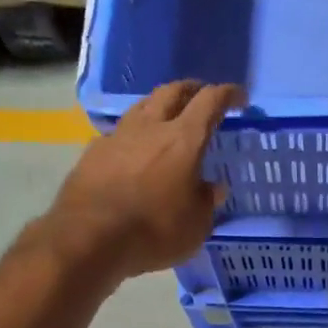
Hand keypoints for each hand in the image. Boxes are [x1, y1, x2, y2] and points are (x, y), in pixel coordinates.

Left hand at [44, 79, 243, 279]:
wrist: (89, 237)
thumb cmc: (153, 232)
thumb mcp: (195, 226)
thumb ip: (206, 202)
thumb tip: (212, 187)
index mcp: (183, 140)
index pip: (210, 101)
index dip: (227, 94)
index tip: (238, 98)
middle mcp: (150, 127)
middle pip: (173, 91)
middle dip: (192, 89)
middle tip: (202, 97)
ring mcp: (118, 136)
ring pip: (143, 106)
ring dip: (160, 105)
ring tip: (167, 118)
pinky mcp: (94, 152)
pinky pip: (120, 133)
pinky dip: (134, 135)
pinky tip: (134, 151)